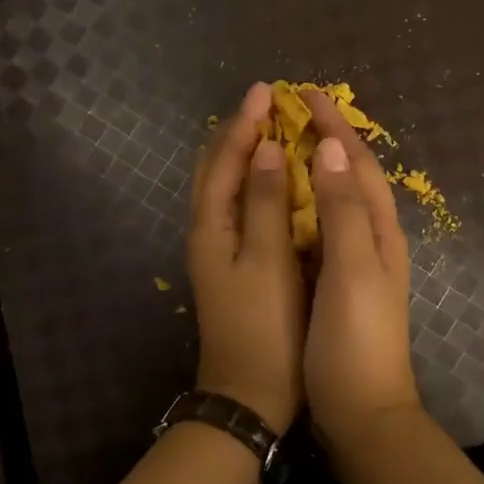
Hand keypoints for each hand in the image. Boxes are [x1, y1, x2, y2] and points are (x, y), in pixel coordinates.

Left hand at [188, 81, 305, 433]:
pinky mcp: (235, 265)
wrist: (249, 394)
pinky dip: (254, 184)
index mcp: (211, 226)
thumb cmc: (265, 327)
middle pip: (217, 169)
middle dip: (239, 132)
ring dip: (244, 155)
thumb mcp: (266, 261)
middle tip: (269, 104)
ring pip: (226, 188)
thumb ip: (264, 202)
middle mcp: (207, 231)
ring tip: (272, 131)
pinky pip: (240, 208)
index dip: (245, 123)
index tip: (268, 90)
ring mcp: (219, 250)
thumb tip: (266, 148)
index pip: (225, 159)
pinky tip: (276, 183)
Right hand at [300, 89, 422, 447]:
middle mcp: (373, 239)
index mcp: (380, 231)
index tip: (305, 93)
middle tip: (292, 111)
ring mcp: (357, 262)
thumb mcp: (351, 270)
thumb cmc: (355, 341)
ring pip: (338, 200)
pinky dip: (306, 203)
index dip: (334, 126)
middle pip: (352, 176)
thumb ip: (342, 210)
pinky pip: (324, 228)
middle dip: (327, 138)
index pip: (358, 163)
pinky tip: (285, 204)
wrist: (362, 411)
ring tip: (285, 143)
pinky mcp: (339, 283)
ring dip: (316, 167)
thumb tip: (330, 147)